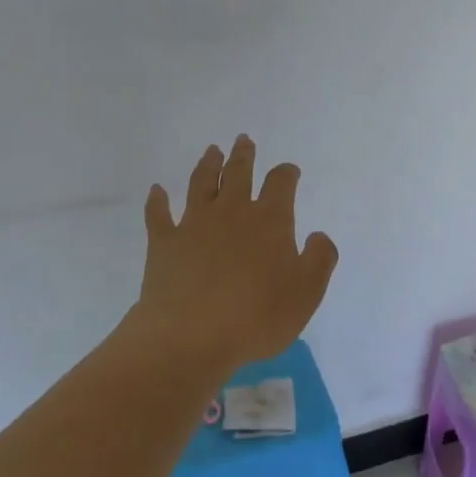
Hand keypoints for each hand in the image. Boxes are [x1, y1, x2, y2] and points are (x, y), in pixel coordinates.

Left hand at [129, 136, 338, 368]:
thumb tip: (318, 235)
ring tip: (211, 151)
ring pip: (201, 183)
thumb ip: (319, 258)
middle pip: (238, 173)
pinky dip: (156, 201)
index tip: (289, 170)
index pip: (280, 183)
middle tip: (243, 140)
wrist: (191, 336)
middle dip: (243, 155)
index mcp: (269, 220)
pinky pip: (158, 215)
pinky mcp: (164, 243)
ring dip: (207, 164)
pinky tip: (156, 191)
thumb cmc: (257, 316)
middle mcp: (232, 212)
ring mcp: (194, 224)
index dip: (286, 173)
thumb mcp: (307, 292)